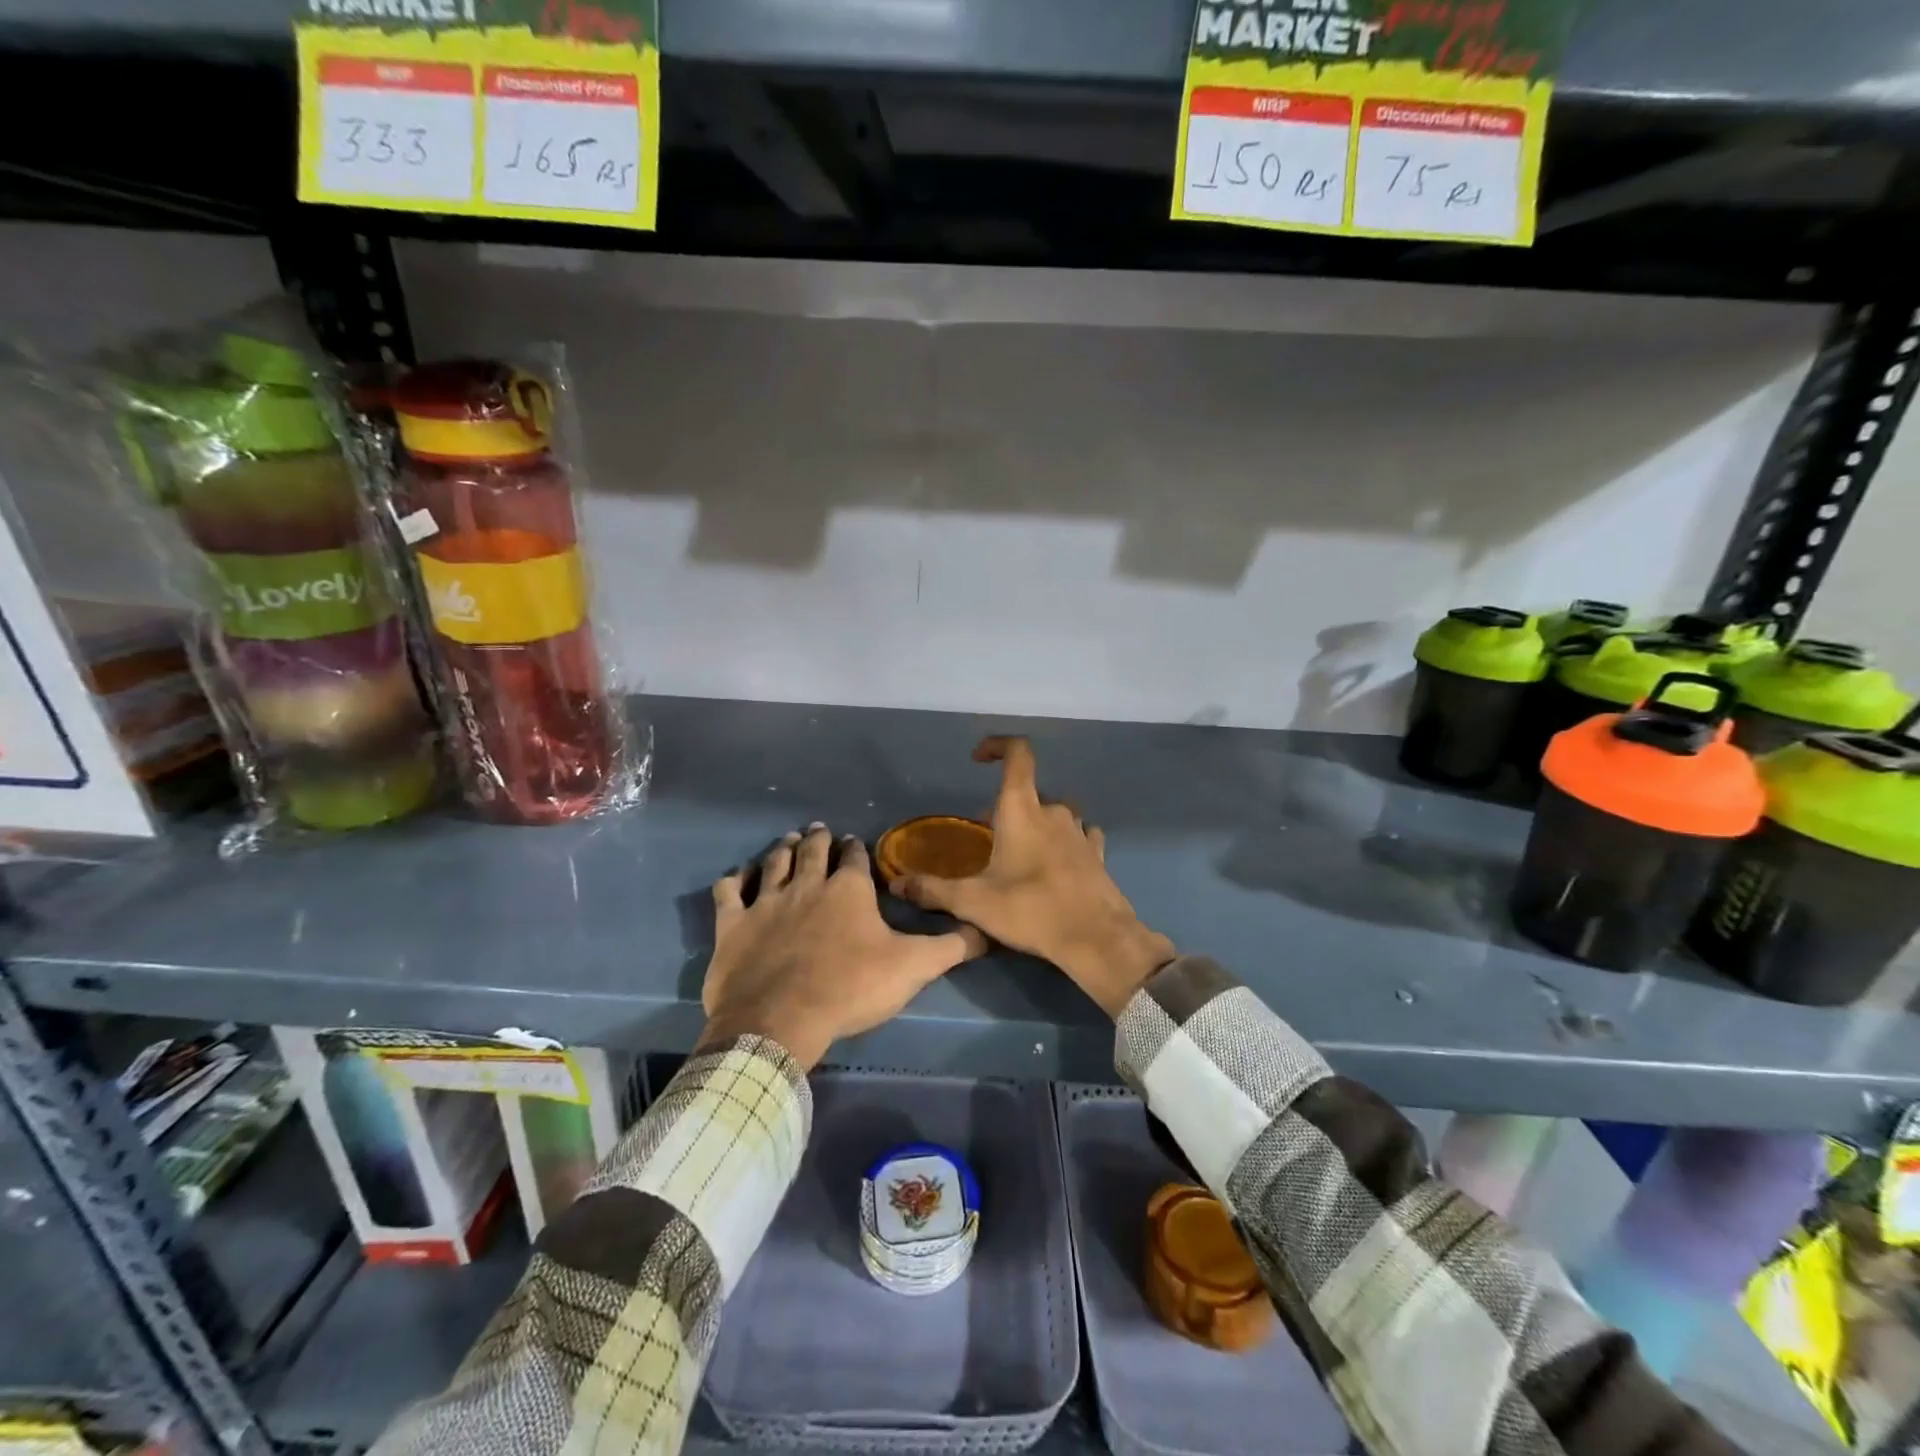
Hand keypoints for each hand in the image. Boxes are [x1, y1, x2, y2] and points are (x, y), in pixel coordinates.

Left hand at [702, 824, 986, 1069]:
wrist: (781, 1019)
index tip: (853, 842)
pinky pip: (729, 892)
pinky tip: (737, 876)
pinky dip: (734, 880)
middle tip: (819, 830)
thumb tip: (987, 931)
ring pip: (774, 863)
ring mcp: (766, 902)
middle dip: (818, 839)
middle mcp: (807, 885)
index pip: (854, 858)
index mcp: (848, 890)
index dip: (855, 849)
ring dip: (783, 848)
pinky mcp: (733, 925)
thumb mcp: (913, 968)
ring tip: (789, 839)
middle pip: (812, 852)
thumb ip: (951, 947)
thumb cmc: (851, 988)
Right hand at [890, 738, 1175, 1016]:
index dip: (998, 746)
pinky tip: (1057, 862)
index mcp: (1021, 810)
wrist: (1096, 938)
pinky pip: (1079, 835)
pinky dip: (1064, 841)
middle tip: (986, 836)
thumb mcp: (973, 902)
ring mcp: (1080, 831)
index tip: (978, 759)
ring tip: (1019, 853)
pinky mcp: (1097, 854)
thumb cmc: (1030, 910)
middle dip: (1005, 806)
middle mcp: (1053, 811)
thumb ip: (933, 890)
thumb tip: (897, 883)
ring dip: (1036, 824)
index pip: (1017, 755)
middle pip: (1028, 793)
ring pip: (1054, 814)